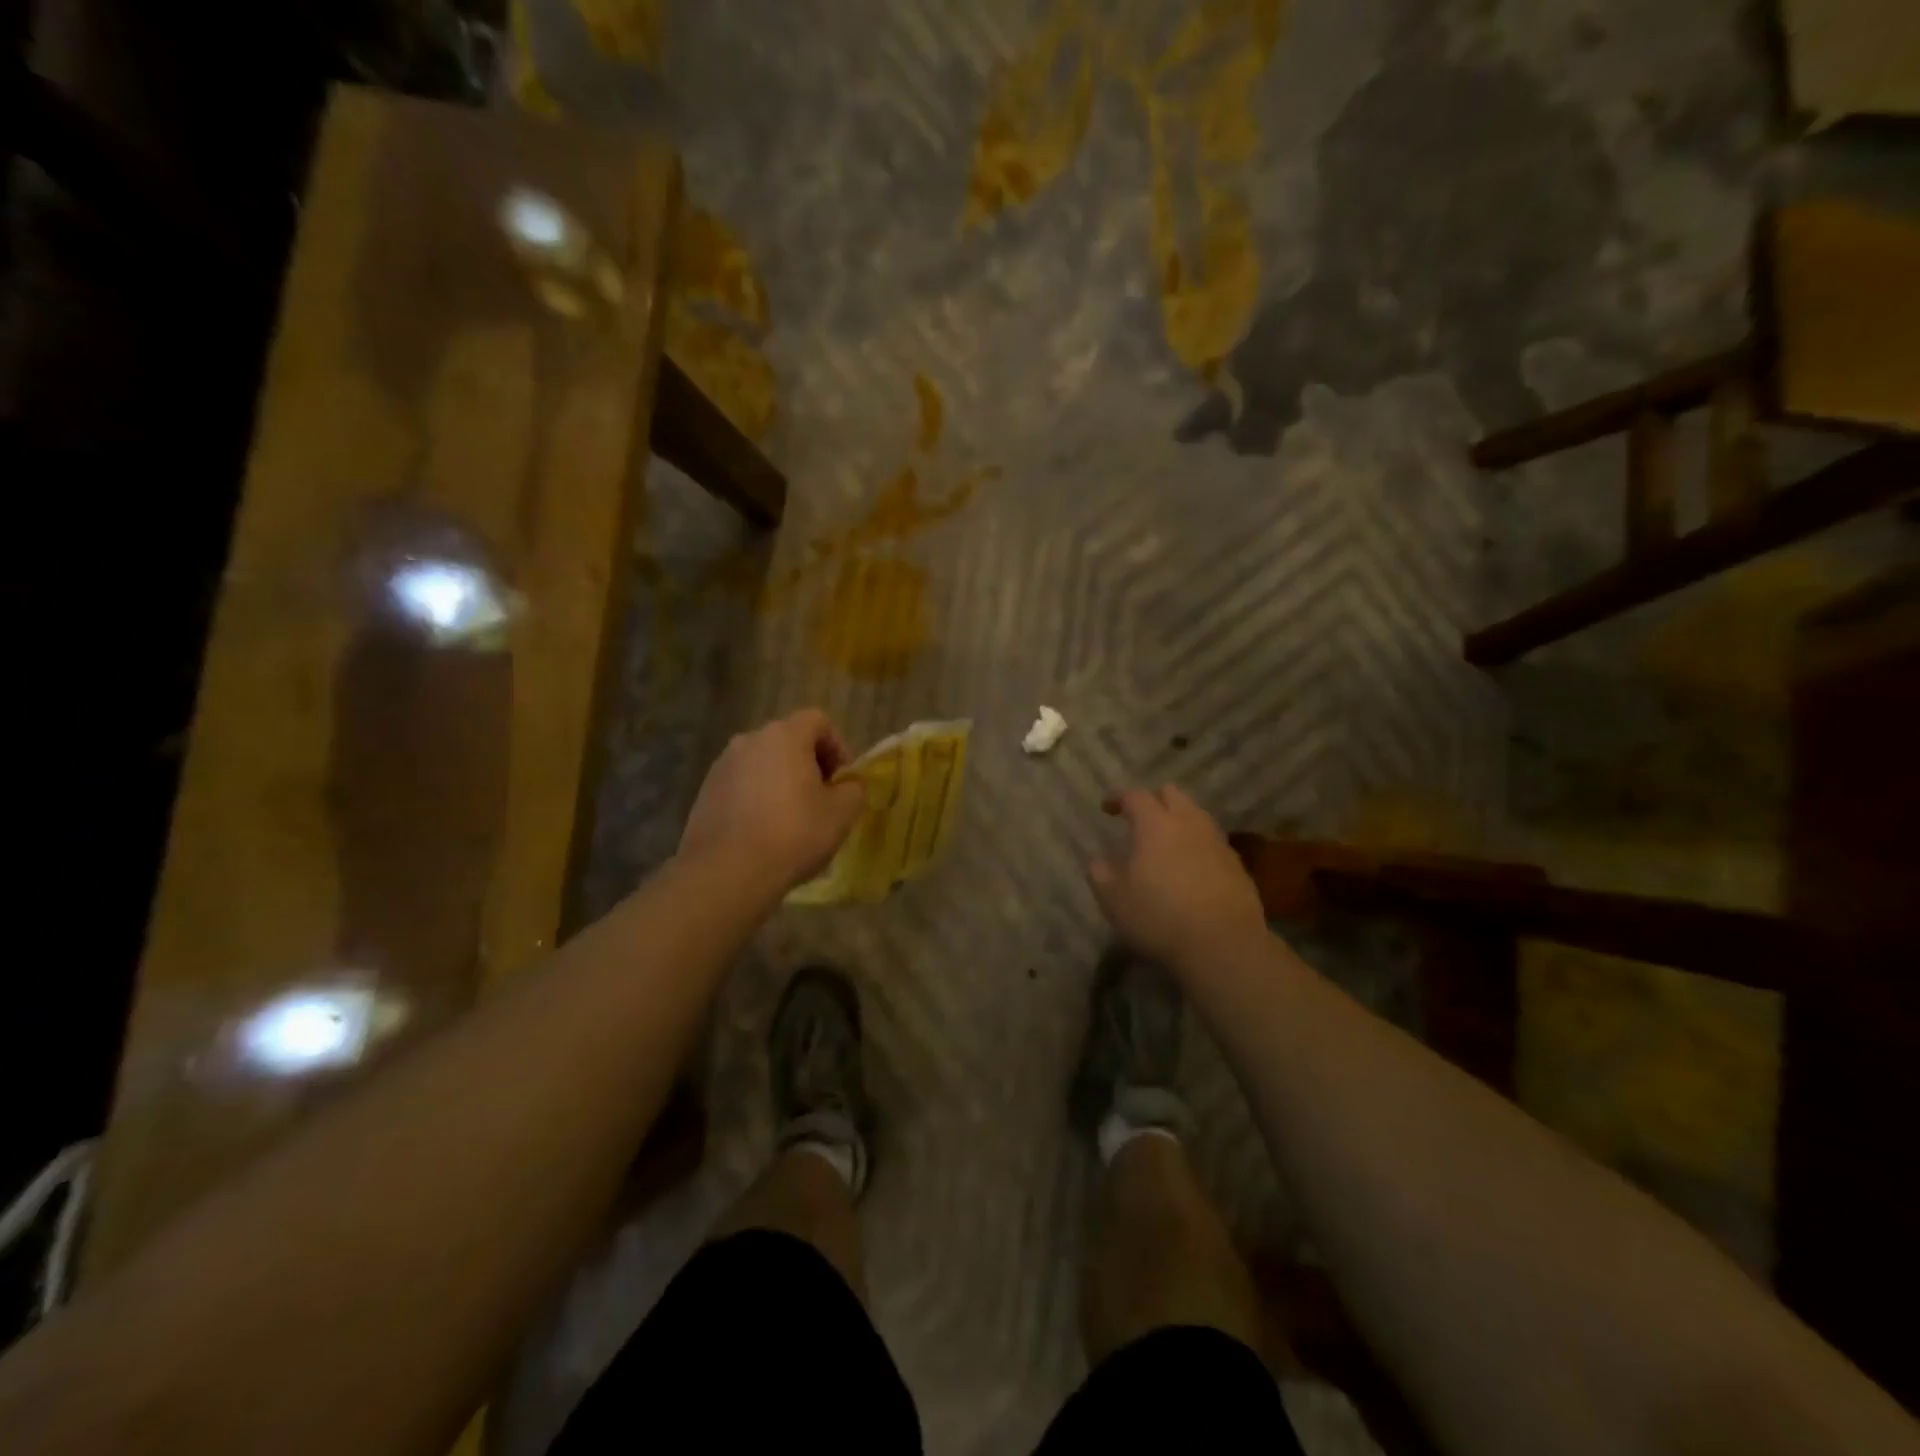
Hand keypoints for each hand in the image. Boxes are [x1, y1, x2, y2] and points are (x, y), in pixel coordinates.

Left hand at [680, 709, 865, 891]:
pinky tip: (763, 831)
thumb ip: (854, 789)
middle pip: (788, 740)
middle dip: (809, 764)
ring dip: (781, 781)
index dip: (837, 746)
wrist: (727, 872)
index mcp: (785, 736)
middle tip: (821, 798)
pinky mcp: (705, 792)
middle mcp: (749, 740)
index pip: (818, 721)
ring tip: (791, 818)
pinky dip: (757, 798)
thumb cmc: (794, 834)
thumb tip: (848, 785)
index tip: (842, 779)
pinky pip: (741, 785)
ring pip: (762, 763)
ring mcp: (722, 765)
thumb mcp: (842, 813)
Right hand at [1089, 786, 1267, 971]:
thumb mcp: (1115, 900)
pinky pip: (1213, 842)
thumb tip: (1099, 861)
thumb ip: (1101, 874)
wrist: (1224, 946)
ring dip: (1179, 822)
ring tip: (1166, 844)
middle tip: (1140, 820)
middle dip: (1154, 800)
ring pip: (1197, 816)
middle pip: (1172, 794)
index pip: (1135, 796)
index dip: (1119, 798)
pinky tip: (1191, 870)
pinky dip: (1198, 846)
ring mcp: (1217, 843)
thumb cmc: (1159, 917)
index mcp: (1155, 825)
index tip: (1107, 809)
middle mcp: (1189, 824)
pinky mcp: (1238, 865)